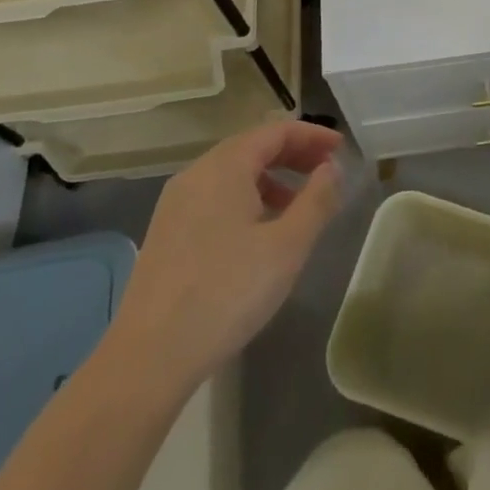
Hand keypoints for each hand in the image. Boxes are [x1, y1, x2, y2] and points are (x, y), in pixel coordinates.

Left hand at [106, 121, 342, 396]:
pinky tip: (259, 233)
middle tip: (325, 172)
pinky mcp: (166, 232)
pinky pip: (215, 196)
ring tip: (297, 206)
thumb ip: (317, 200)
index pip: (275, 131)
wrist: (148, 358)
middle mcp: (197, 173)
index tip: (340, 149)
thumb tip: (332, 168)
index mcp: (225, 166)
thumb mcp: (288, 246)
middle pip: (252, 146)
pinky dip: (246, 198)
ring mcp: (176, 203)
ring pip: (232, 173)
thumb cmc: (227, 293)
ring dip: (271, 178)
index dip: (312, 135)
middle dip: (293, 154)